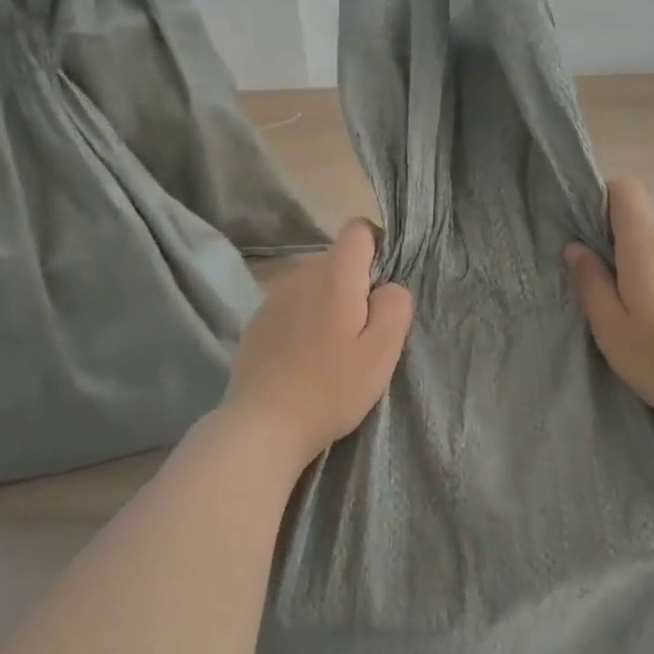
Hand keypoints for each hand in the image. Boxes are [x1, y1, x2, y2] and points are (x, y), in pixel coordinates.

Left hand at [223, 219, 413, 466]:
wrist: (262, 425)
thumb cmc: (331, 388)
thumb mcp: (382, 352)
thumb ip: (395, 306)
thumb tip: (390, 286)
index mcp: (335, 274)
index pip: (358, 229)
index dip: (377, 246)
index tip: (383, 286)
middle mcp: (302, 274)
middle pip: (337, 259)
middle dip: (355, 283)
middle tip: (363, 332)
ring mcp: (274, 296)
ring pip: (314, 283)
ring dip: (329, 302)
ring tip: (333, 349)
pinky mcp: (257, 321)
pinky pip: (293, 305)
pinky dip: (304, 320)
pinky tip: (304, 358)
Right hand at [565, 178, 653, 438]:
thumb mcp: (611, 327)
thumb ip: (590, 282)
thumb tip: (575, 248)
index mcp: (645, 246)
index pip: (626, 188)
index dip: (600, 197)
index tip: (581, 228)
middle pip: (638, 215)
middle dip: (609, 233)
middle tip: (590, 272)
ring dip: (630, 257)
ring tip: (616, 298)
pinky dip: (652, 274)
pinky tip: (648, 314)